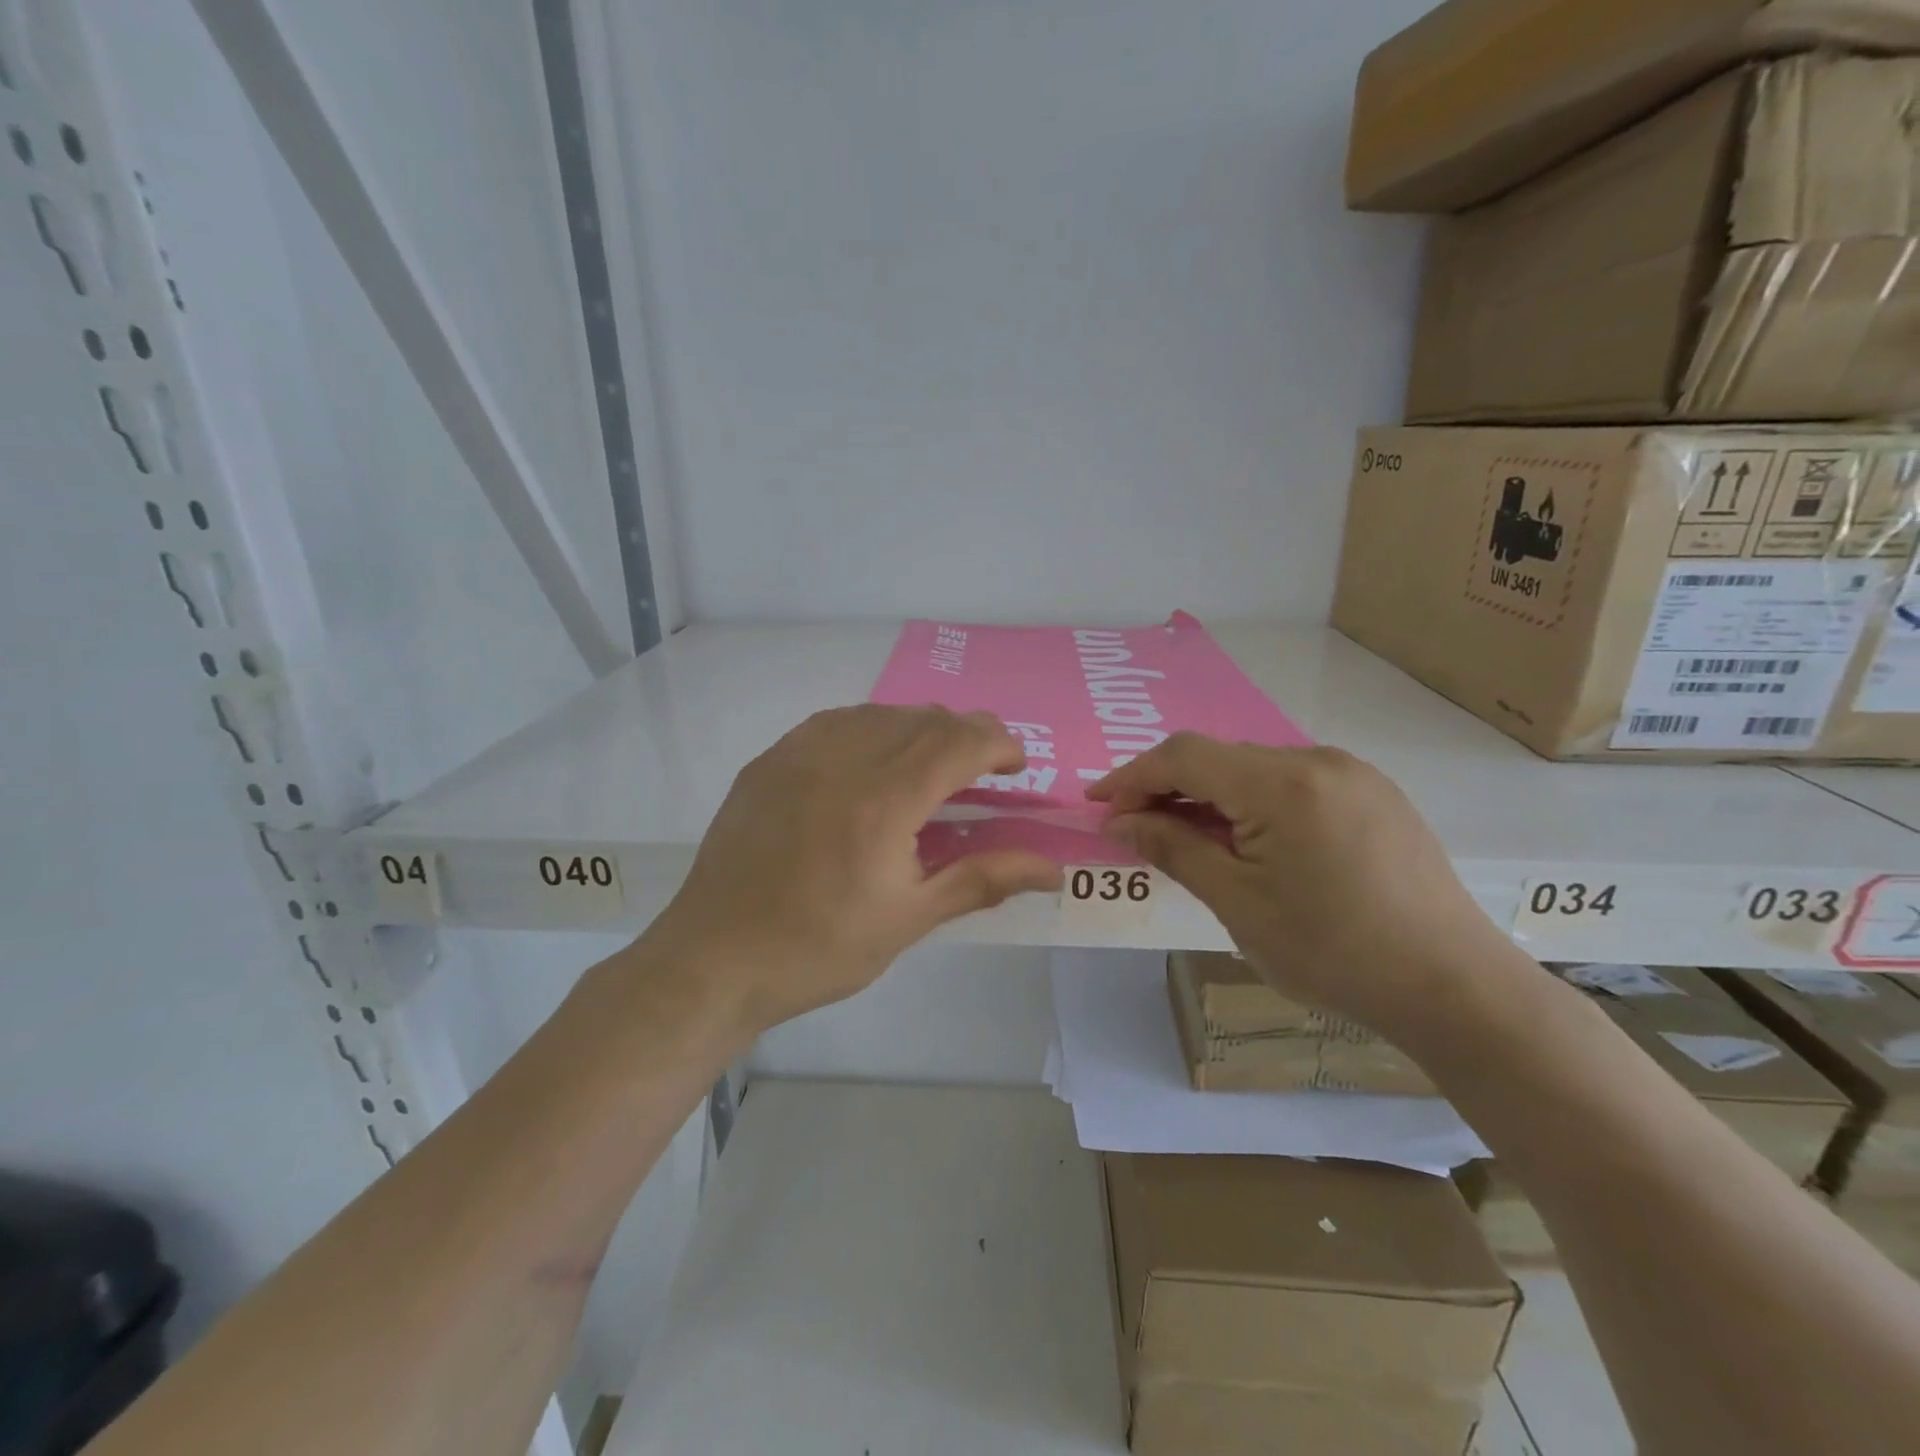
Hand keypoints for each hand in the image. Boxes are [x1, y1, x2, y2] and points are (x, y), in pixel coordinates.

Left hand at [645, 705, 1063, 1034]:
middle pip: (924, 719)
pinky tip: (871, 761)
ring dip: (919, 728)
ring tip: (931, 766)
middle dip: (966, 734)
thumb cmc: (820, 948)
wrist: (715, 959)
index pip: (959, 741)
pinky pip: (834, 722)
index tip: (1016, 766)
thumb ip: (983, 880)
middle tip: (982, 770)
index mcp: (885, 799)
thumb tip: (1053, 868)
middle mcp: (844, 758)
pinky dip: (870, 729)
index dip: (999, 743)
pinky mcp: (769, 761)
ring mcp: (799, 753)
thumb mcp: (909, 919)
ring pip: (879, 713)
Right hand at [1088, 734, 1529, 1042]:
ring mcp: (1352, 774)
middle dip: (1168, 787)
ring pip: (1254, 769)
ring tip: (1187, 839)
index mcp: (1282, 784)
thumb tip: (1119, 821)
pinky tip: (1247, 840)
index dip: (1133, 776)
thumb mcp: (1238, 903)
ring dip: (1210, 795)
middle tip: (1137, 828)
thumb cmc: (1333, 952)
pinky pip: (1292, 782)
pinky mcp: (1374, 795)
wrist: (1453, 987)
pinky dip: (1252, 802)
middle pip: (1219, 758)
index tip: (1098, 804)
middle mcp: (1317, 760)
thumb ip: (1174, 849)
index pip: (1184, 757)